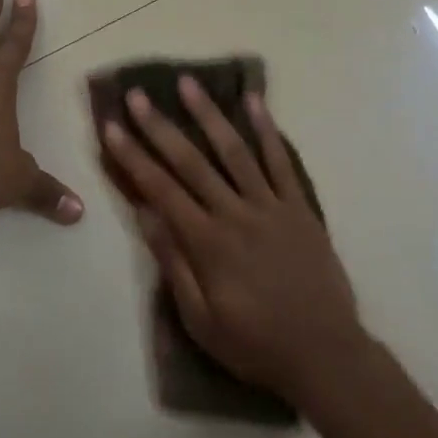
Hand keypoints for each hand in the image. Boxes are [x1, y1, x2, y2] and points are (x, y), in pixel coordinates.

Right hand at [101, 76, 368, 410]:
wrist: (325, 354)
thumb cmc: (255, 344)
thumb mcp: (201, 320)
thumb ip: (173, 264)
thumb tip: (145, 215)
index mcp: (207, 243)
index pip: (160, 190)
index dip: (133, 157)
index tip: (112, 128)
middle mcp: (236, 214)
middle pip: (191, 162)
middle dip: (160, 126)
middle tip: (137, 95)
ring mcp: (271, 206)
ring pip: (234, 151)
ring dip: (208, 115)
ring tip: (188, 83)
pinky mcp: (300, 207)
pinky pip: (281, 162)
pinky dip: (267, 129)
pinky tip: (254, 102)